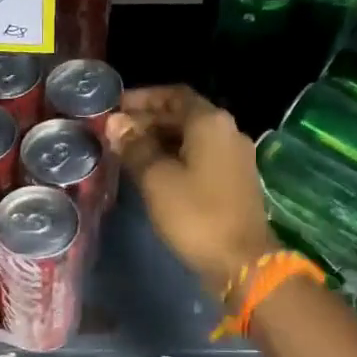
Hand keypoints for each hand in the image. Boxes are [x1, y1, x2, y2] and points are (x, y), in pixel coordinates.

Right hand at [105, 86, 276, 294]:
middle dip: (148, 120)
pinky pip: (200, 157)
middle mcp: (227, 131)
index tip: (115, 108)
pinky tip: (151, 171)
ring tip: (127, 152)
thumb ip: (135, 147)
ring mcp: (234, 157)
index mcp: (210, 123)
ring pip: (191, 137)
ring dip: (159, 140)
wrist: (241, 261)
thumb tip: (116, 123)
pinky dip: (174, 157)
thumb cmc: (196, 215)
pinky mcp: (234, 180)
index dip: (142, 98)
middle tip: (115, 133)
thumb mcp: (156, 179)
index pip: (174, 95)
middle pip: (183, 115)